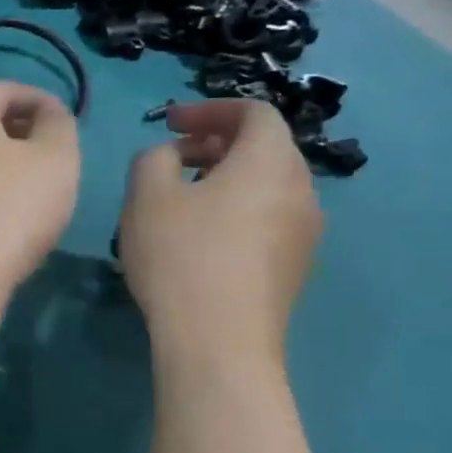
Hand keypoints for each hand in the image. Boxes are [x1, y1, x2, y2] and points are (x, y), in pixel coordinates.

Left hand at [0, 83, 79, 292]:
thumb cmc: (10, 205)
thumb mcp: (55, 157)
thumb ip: (59, 125)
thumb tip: (48, 115)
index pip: (7, 90)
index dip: (44, 101)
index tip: (71, 125)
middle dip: (24, 134)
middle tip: (58, 158)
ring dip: (7, 167)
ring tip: (39, 191)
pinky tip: (10, 220)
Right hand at [116, 100, 319, 356]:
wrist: (219, 342)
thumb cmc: (181, 256)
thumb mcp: (147, 195)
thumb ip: (154, 157)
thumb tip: (169, 156)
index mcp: (270, 162)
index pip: (254, 112)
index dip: (209, 109)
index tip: (169, 124)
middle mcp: (301, 190)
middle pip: (264, 148)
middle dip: (216, 143)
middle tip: (171, 159)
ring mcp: (304, 232)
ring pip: (266, 185)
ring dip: (225, 178)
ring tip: (181, 199)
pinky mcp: (295, 266)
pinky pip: (268, 218)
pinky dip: (236, 209)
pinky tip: (199, 237)